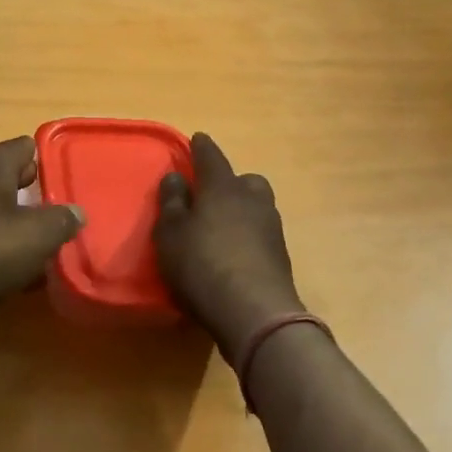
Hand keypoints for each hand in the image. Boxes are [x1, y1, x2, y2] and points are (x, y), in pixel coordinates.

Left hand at [0, 136, 84, 342]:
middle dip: (24, 197)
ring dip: (0, 223)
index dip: (45, 166)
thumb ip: (62, 220)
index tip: (61, 192)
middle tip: (48, 224)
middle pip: (0, 176)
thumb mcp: (38, 237)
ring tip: (24, 252)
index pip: (24, 147)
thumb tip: (75, 213)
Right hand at [154, 132, 304, 358]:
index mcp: (222, 187)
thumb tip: (176, 176)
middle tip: (211, 194)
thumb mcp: (170, 233)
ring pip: (257, 205)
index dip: (201, 147)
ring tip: (223, 226)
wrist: (255, 313)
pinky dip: (249, 235)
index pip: (211, 157)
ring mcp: (271, 227)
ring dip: (242, 209)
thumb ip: (172, 202)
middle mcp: (252, 199)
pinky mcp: (281, 255)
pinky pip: (261, 233)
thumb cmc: (202, 265)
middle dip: (230, 181)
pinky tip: (236, 252)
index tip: (197, 139)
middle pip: (244, 179)